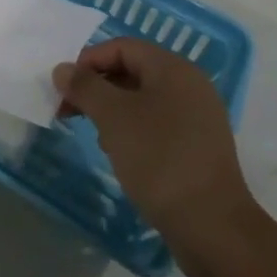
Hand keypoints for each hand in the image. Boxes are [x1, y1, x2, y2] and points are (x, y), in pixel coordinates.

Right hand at [53, 37, 262, 246]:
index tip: (65, 89)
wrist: (213, 229)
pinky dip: (133, 131)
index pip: (121, 47)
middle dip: (97, 88)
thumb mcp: (113, 117)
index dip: (88, 61)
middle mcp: (190, 86)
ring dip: (113, 111)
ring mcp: (198, 118)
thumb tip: (62, 69)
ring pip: (143, 100)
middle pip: (132, 71)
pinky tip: (122, 155)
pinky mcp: (199, 148)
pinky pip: (158, 125)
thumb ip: (85, 87)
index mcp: (173, 69)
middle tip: (70, 112)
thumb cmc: (160, 160)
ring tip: (97, 136)